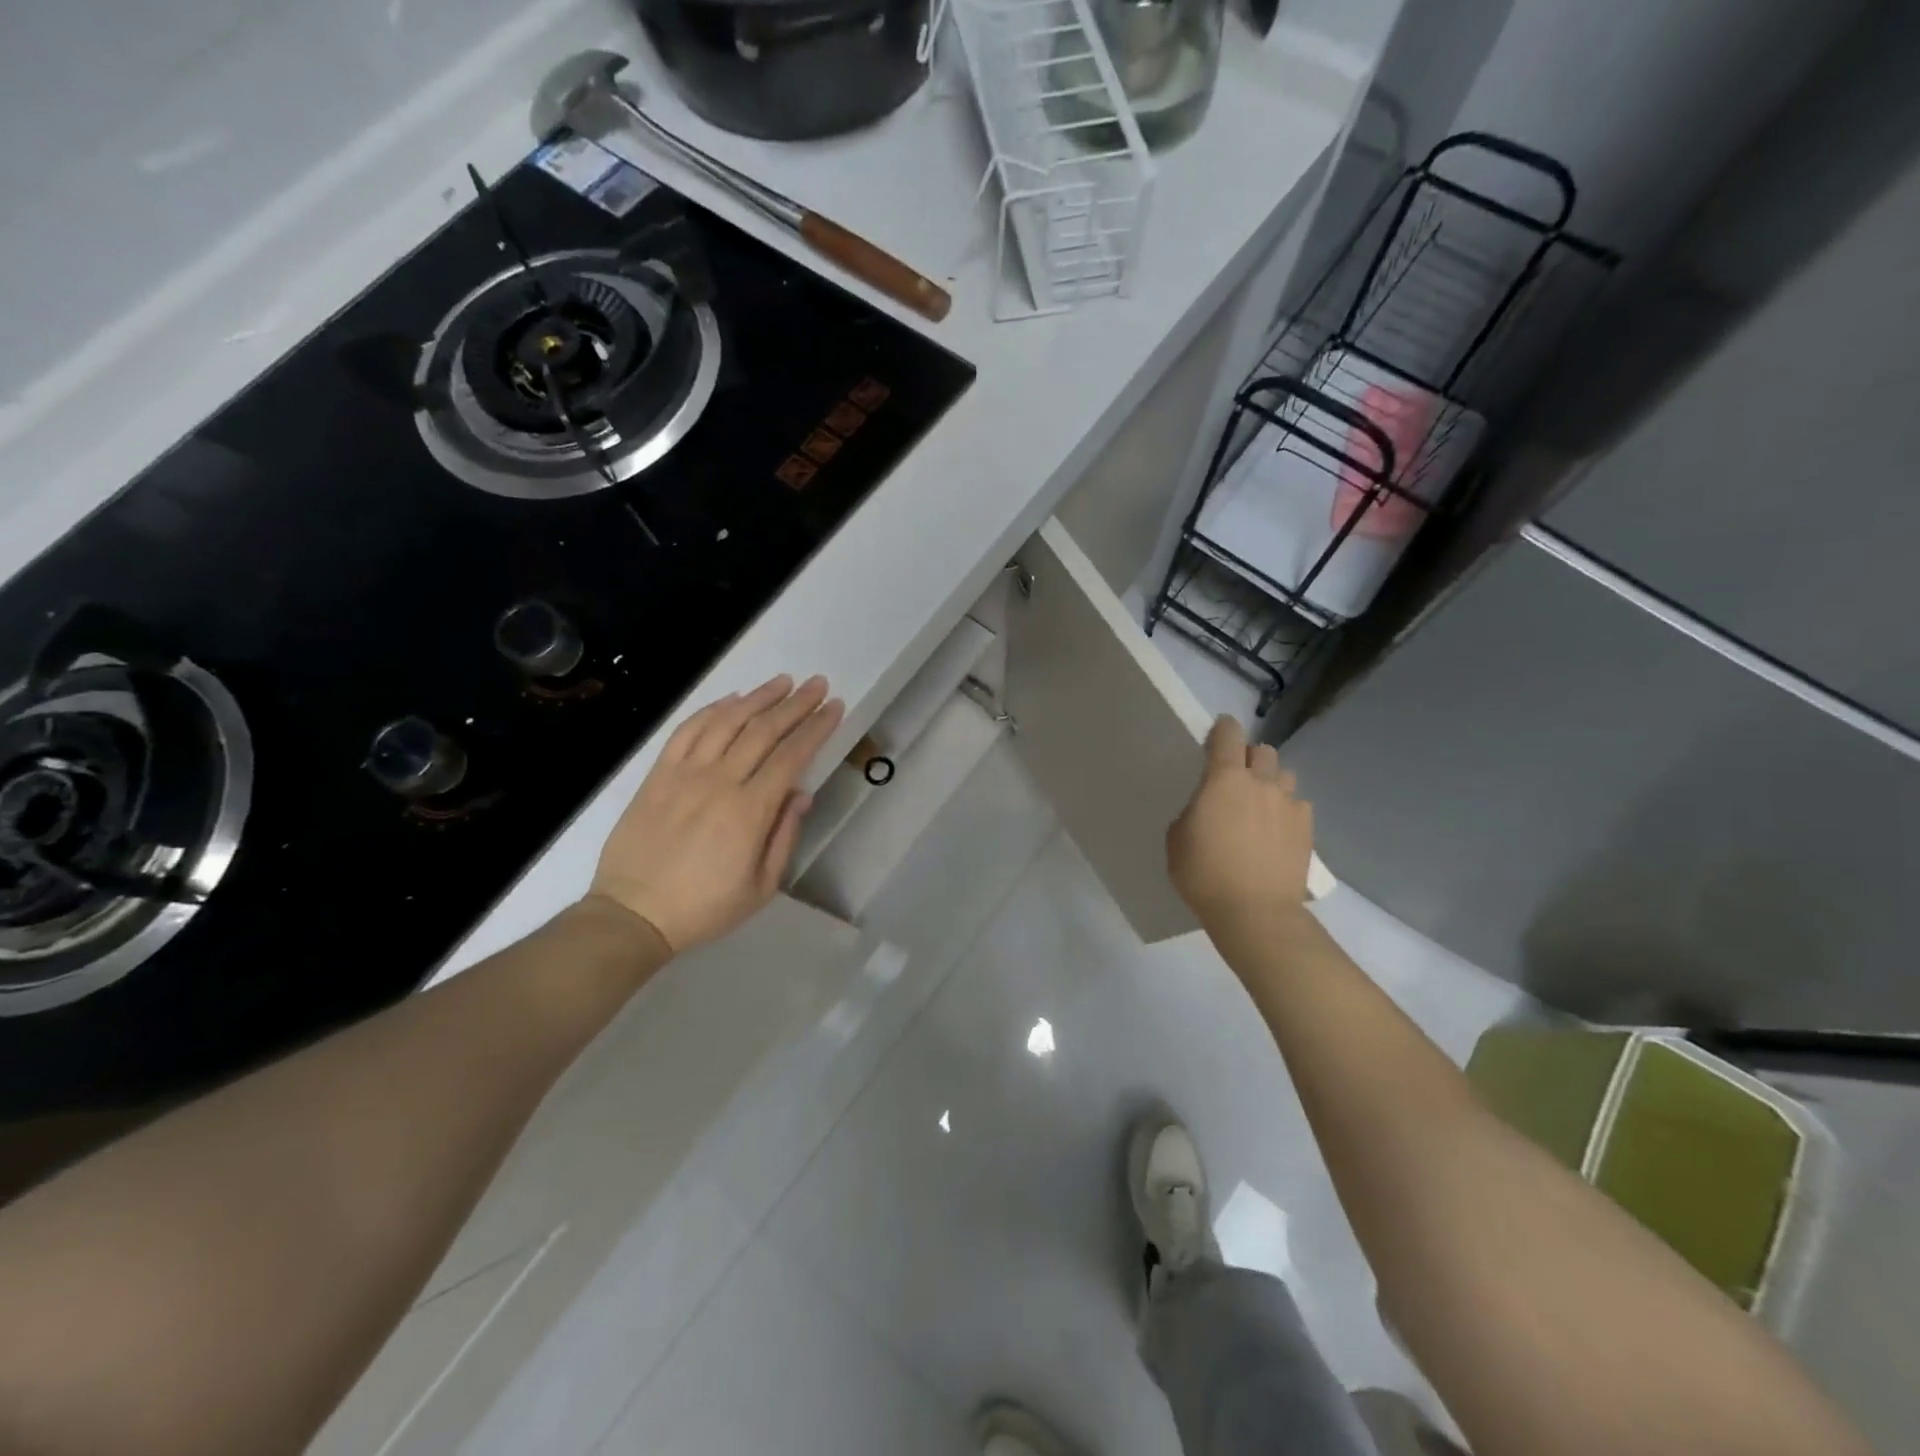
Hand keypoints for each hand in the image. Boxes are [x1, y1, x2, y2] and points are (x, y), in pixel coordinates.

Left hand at [590, 675, 843, 954]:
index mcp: (750, 811)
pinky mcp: (658, 774)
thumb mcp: (761, 887)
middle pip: (764, 730)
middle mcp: (720, 781)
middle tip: (817, 684)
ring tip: (782, 681)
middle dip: (796, 704)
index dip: (817, 728)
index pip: (792, 756)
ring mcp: (685, 773)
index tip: (835, 707)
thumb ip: (785, 836)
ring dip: (758, 697)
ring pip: (727, 721)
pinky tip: (732, 700)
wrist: (634, 913)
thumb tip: (802, 793)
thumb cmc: (704, 907)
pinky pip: (688, 730)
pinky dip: (712, 710)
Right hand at [1167, 716, 1314, 926]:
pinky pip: (1298, 806)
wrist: (1255, 913)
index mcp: (1224, 779)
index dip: (1222, 729)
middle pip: (1263, 751)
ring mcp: (1289, 805)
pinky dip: (1287, 811)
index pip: (1228, 734)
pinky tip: (1276, 832)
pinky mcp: (1307, 829)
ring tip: (1260, 806)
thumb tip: (1208, 808)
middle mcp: (1261, 783)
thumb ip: (1194, 811)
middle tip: (1236, 779)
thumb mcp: (1178, 839)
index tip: (1216, 735)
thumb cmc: (1204, 874)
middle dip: (1249, 758)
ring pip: (1285, 775)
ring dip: (1272, 782)